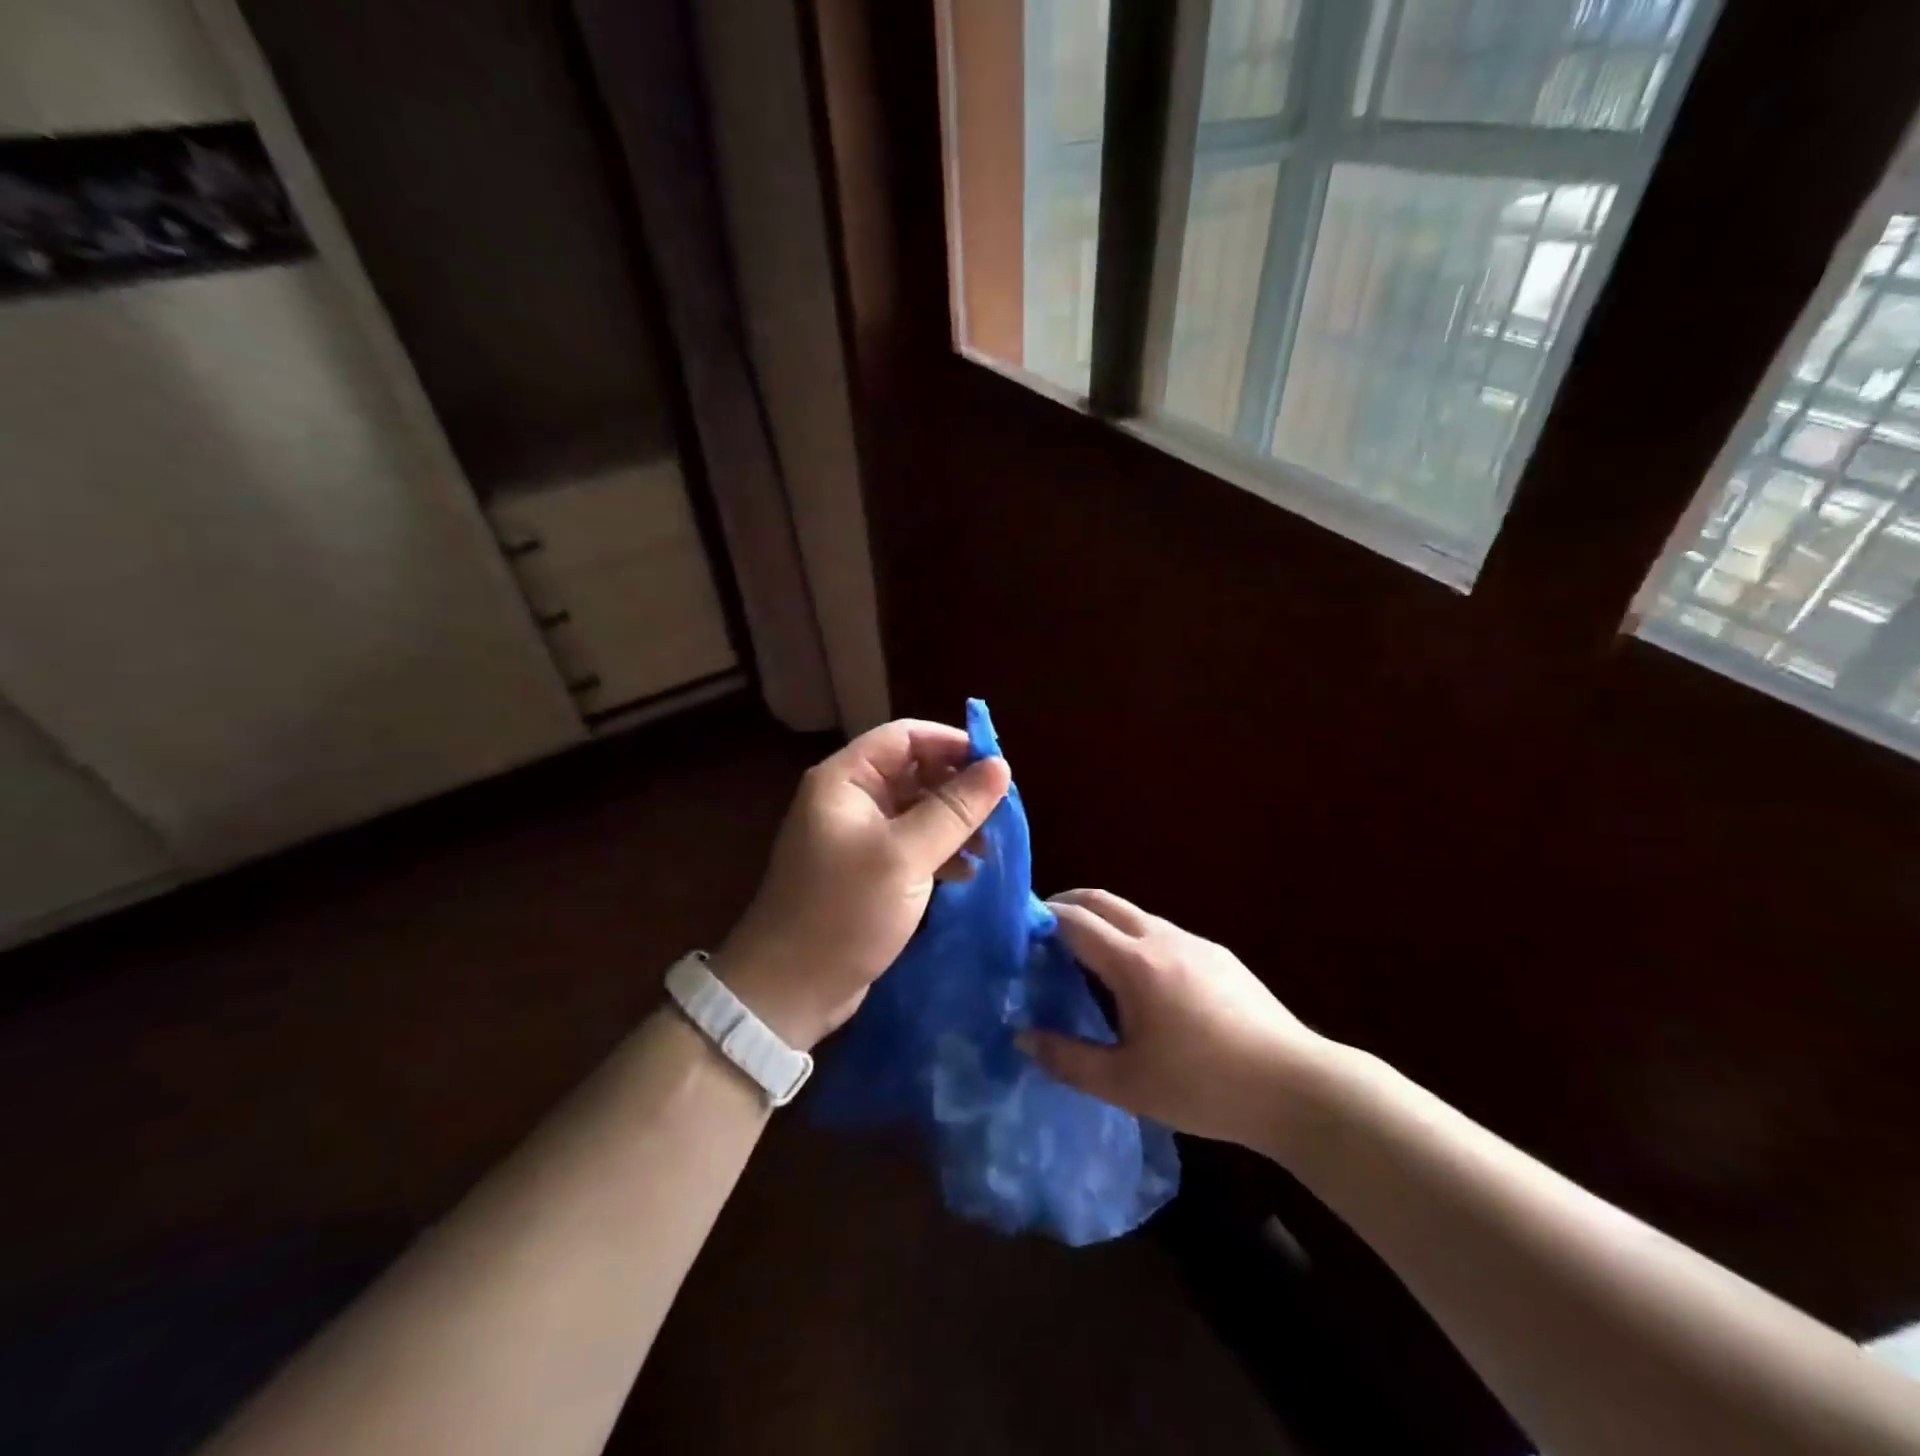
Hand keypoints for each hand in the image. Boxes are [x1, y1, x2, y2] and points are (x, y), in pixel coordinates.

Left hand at [714, 719, 1010, 1049]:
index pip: (905, 736)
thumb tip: (1001, 766)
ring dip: (954, 822)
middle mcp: (851, 799)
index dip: (951, 743)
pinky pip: (912, 844)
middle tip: (1001, 811)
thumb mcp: (905, 857)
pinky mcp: (868, 871)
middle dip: (958, 787)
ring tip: (991, 846)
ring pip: (917, 809)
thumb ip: (954, 809)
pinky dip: (941, 851)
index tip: (998, 766)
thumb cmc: (843, 912)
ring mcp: (858, 836)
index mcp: (846, 780)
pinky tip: (968, 872)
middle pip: (914, 770)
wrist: (790, 991)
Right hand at [1018, 889, 1326, 1148]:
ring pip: (1134, 914)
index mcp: (1134, 963)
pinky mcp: (1219, 956)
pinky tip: (1142, 983)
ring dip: (1102, 922)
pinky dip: (1134, 938)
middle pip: (1102, 900)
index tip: (1017, 931)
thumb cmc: (1204, 1086)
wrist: (1297, 1086)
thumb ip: (1068, 1059)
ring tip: (1086, 959)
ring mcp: (1195, 942)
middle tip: (1041, 932)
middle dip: (1066, 905)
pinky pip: (1162, 933)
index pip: (1074, 920)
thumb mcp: (1126, 1084)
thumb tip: (1022, 1037)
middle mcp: (1161, 937)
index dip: (1041, 918)